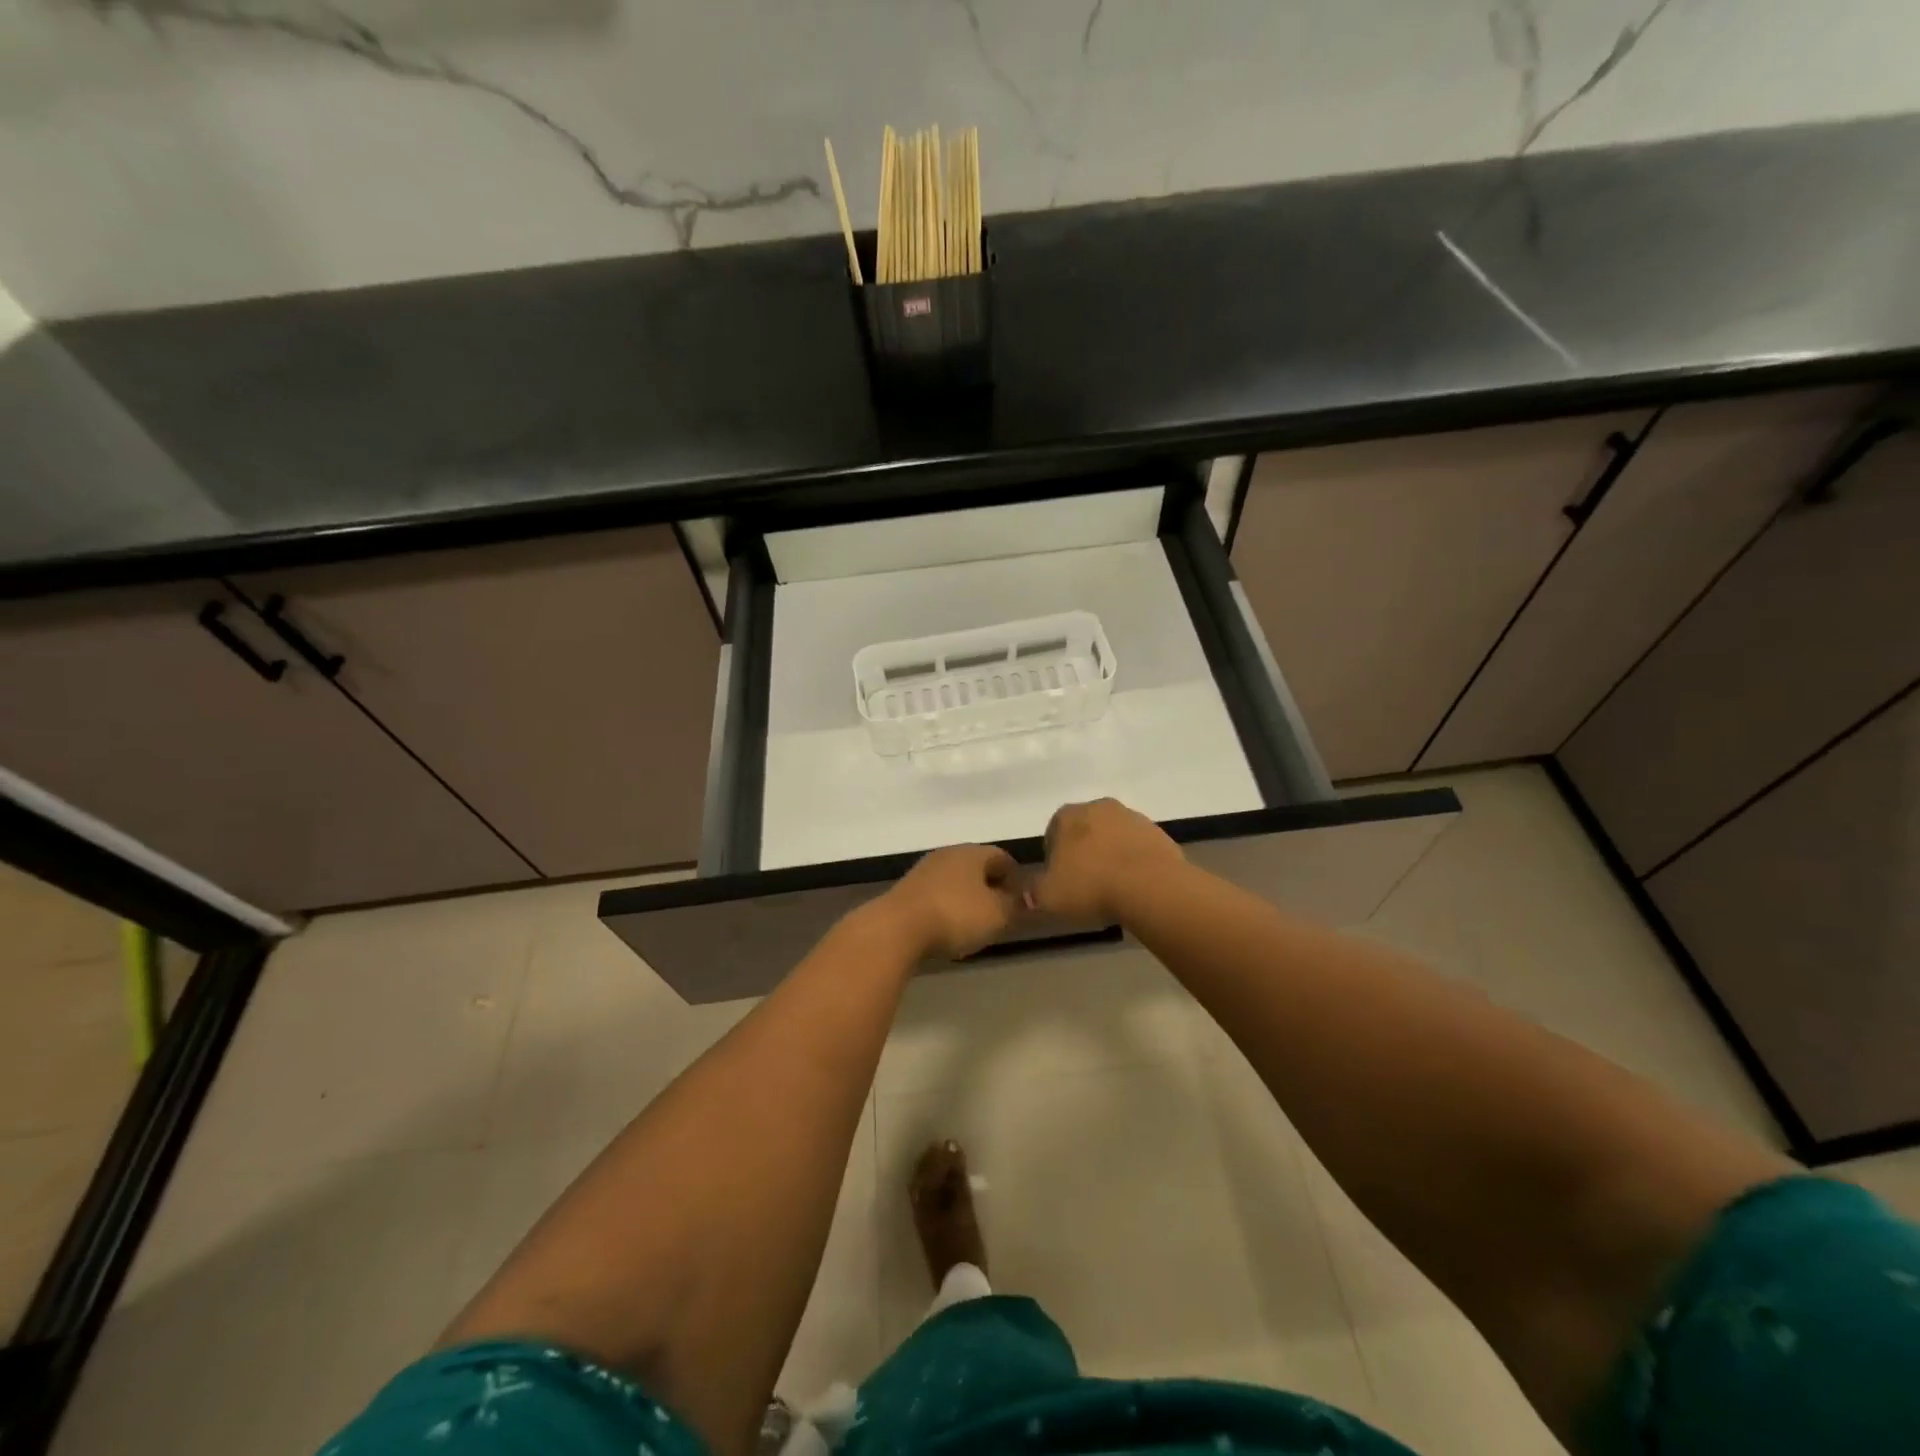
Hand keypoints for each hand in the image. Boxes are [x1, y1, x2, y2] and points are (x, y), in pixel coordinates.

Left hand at [870, 845, 1021, 960]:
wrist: (897, 928)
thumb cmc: (955, 915)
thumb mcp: (997, 914)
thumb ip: (1015, 904)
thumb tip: (1023, 898)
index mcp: (972, 852)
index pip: (1003, 857)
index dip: (1016, 878)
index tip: (1022, 902)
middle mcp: (948, 854)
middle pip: (977, 867)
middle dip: (991, 888)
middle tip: (1001, 914)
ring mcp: (924, 871)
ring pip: (956, 881)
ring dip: (968, 899)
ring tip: (975, 925)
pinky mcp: (907, 890)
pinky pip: (937, 895)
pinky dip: (947, 907)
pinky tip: (947, 928)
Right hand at [1029, 798, 1183, 924]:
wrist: (1150, 886)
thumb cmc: (1091, 886)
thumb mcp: (1048, 896)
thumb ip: (1033, 891)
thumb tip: (1029, 893)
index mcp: (1067, 816)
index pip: (1052, 833)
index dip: (1053, 858)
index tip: (1060, 881)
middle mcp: (1098, 807)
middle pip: (1084, 830)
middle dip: (1083, 853)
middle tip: (1085, 885)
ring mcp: (1132, 817)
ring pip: (1113, 837)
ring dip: (1110, 855)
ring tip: (1112, 888)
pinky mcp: (1158, 832)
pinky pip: (1137, 847)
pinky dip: (1133, 861)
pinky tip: (1134, 885)